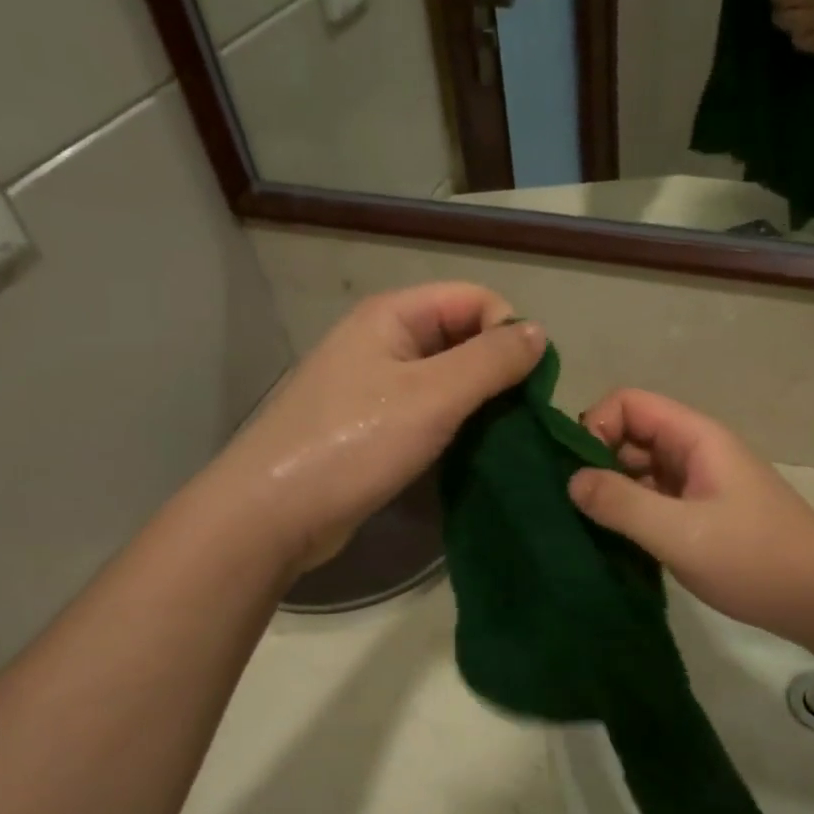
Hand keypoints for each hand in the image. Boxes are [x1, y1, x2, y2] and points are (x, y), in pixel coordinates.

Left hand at [224, 284, 544, 572]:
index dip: (508, 331)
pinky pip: (430, 412)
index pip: (474, 299)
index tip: (529, 384)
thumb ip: (491, 361)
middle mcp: (385, 341)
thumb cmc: (353, 444)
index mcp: (393, 315)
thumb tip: (540, 332)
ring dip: (481, 403)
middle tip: (522, 418)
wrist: (273, 514)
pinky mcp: (375, 427)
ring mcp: (377, 386)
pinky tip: (472, 452)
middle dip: (499, 370)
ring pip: (449, 379)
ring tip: (503, 438)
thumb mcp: (432, 397)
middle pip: (463, 336)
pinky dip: (457, 426)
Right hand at [568, 389, 813, 651]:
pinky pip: (653, 500)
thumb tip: (570, 480)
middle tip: (572, 507)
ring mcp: (698, 484)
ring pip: (639, 470)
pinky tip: (613, 543)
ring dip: (611, 492)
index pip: (629, 403)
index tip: (576, 474)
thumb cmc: (754, 559)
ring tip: (585, 528)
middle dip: (597, 462)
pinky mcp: (699, 514)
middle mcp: (695, 451)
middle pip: (630, 435)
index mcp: (695, 437)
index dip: (595, 426)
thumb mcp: (681, 533)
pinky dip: (630, 514)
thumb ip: (622, 504)